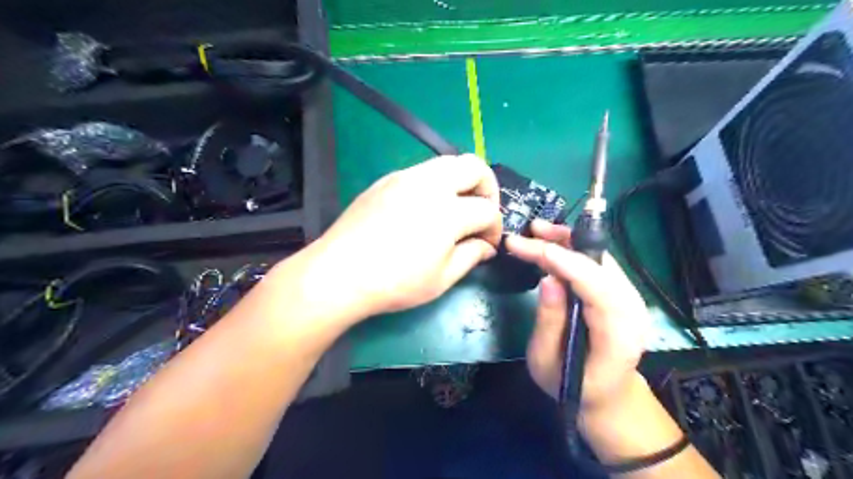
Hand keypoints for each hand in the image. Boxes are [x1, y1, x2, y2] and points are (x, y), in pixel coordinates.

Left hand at [301, 155, 500, 321]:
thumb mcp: (441, 279)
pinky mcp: (386, 180)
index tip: (488, 244)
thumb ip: (471, 256)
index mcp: (449, 211)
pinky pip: (422, 171)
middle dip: (488, 187)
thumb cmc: (395, 282)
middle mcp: (431, 184)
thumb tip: (486, 246)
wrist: (340, 272)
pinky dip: (436, 183)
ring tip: (455, 208)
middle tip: (481, 212)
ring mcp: (406, 177)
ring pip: (447, 162)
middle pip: (474, 166)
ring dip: (462, 182)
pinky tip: (425, 208)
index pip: (487, 210)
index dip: (495, 228)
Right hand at [506, 222, 654, 410]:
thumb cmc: (572, 386)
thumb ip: (549, 322)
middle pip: (602, 266)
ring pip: (601, 259)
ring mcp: (631, 299)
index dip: (565, 262)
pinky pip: (599, 264)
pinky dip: (576, 249)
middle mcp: (632, 311)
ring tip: (537, 230)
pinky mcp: (621, 293)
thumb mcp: (547, 363)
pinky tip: (554, 243)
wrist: (607, 396)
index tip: (532, 245)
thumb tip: (548, 278)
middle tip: (529, 232)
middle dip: (564, 244)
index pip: (596, 288)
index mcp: (618, 336)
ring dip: (569, 241)